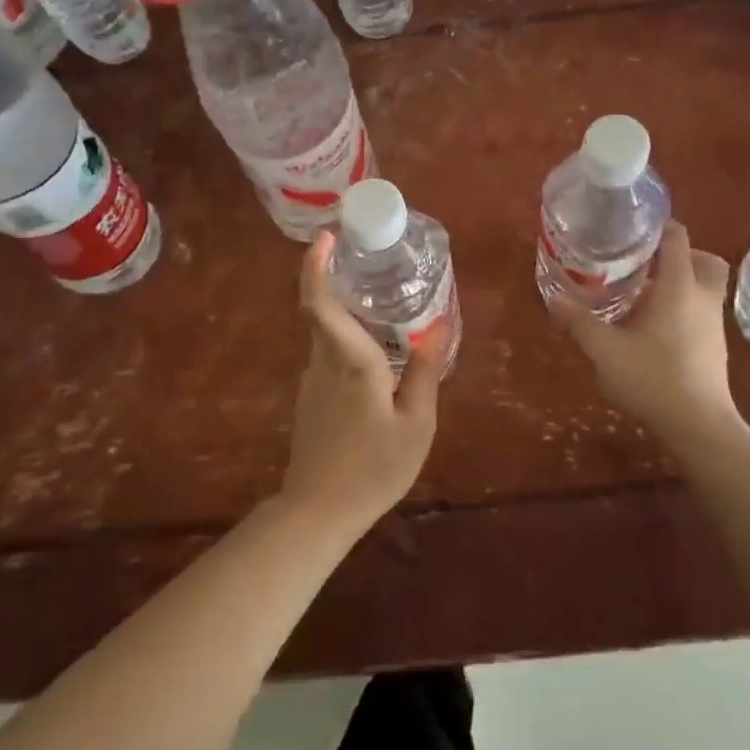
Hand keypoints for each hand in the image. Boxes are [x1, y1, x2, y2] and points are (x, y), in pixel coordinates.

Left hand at [281, 232, 442, 534]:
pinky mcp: (310, 397)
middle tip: (367, 259)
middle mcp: (324, 362)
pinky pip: (328, 354)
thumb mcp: (416, 424)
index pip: (320, 303)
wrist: (317, 512)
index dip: (315, 266)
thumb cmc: (372, 468)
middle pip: (321, 309)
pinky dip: (346, 338)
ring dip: (345, 310)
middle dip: (335, 277)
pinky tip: (374, 352)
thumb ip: (426, 370)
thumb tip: (440, 323)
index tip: (326, 238)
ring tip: (381, 302)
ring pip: (326, 332)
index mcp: (351, 361)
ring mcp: (311, 379)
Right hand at [549, 221, 738, 451]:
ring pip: (705, 286)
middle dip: (678, 253)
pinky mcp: (715, 346)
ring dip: (680, 281)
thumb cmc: (653, 379)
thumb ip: (579, 322)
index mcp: (679, 287)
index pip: (677, 238)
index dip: (658, 225)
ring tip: (643, 292)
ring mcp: (713, 323)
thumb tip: (554, 299)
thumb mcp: (605, 350)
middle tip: (645, 260)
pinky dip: (683, 306)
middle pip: (703, 258)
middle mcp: (702, 297)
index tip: (631, 225)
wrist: (700, 427)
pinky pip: (702, 310)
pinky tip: (654, 325)